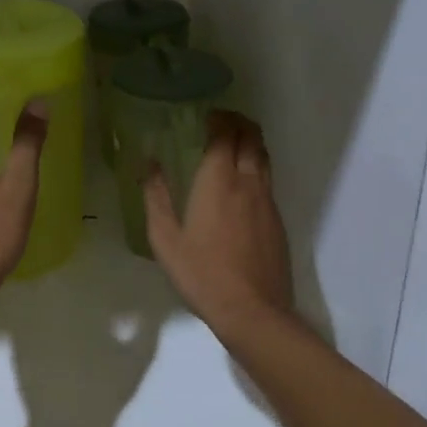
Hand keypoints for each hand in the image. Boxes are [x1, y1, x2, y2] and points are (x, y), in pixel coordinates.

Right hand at [144, 110, 293, 330]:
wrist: (252, 311)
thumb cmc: (202, 274)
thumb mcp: (165, 238)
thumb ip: (156, 196)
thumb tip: (148, 163)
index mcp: (218, 181)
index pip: (224, 134)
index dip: (218, 119)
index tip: (206, 115)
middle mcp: (247, 182)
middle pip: (251, 137)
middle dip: (238, 122)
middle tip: (221, 121)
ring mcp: (267, 200)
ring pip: (264, 156)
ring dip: (250, 141)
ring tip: (234, 142)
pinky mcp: (277, 219)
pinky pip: (268, 179)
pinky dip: (256, 165)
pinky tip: (243, 181)